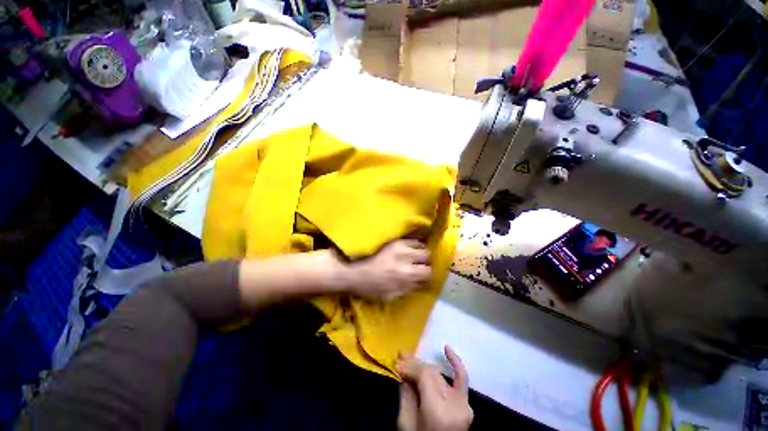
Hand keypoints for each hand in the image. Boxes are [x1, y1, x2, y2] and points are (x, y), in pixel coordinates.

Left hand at [346, 240, 430, 300]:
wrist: (354, 271)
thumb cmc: (372, 287)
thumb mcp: (392, 295)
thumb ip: (410, 287)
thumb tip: (422, 282)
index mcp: (406, 274)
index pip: (428, 272)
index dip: (427, 275)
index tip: (423, 277)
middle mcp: (406, 256)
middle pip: (426, 255)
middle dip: (425, 262)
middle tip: (418, 266)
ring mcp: (400, 245)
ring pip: (420, 244)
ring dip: (419, 251)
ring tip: (413, 256)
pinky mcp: (393, 239)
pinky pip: (410, 239)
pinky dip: (412, 244)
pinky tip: (408, 249)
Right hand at [396, 346, 473, 430]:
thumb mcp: (406, 424)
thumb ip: (407, 394)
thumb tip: (404, 371)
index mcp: (440, 412)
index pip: (425, 376)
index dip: (410, 368)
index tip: (397, 366)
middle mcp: (455, 405)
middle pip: (432, 373)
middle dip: (414, 364)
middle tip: (400, 357)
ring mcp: (464, 405)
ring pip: (440, 375)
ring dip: (424, 365)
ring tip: (409, 357)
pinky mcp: (467, 405)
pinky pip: (462, 378)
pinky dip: (455, 362)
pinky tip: (447, 348)